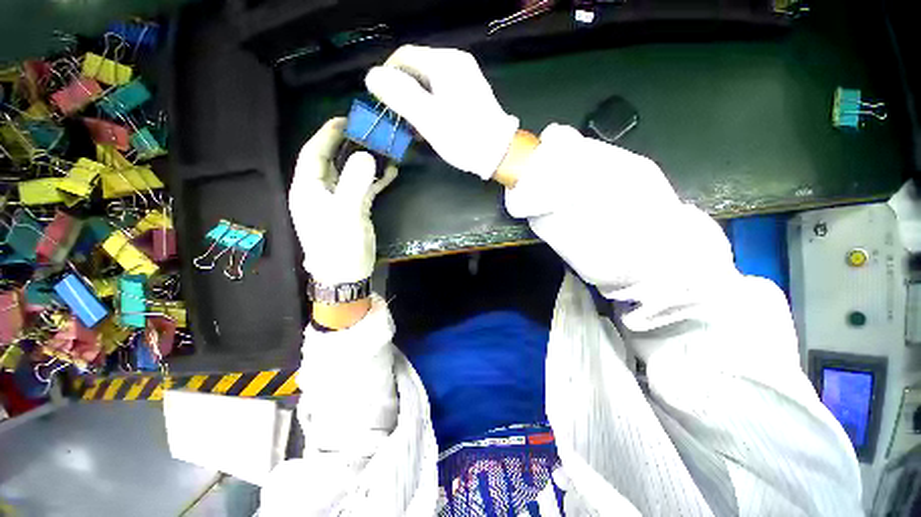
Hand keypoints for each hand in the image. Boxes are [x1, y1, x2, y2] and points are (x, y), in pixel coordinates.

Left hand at [288, 118, 396, 285]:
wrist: (346, 274)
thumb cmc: (339, 245)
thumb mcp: (345, 213)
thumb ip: (354, 183)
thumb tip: (366, 155)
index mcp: (309, 188)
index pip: (314, 153)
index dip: (327, 134)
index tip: (345, 119)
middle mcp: (321, 190)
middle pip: (332, 160)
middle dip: (348, 144)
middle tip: (368, 131)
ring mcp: (339, 200)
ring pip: (350, 173)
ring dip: (365, 161)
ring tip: (383, 148)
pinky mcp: (354, 209)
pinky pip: (364, 188)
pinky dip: (375, 179)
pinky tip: (390, 172)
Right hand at [365, 45, 518, 180]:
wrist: (498, 154)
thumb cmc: (463, 138)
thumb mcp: (429, 119)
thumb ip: (400, 95)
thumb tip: (372, 76)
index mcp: (445, 63)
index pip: (404, 56)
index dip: (388, 76)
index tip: (383, 102)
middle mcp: (456, 62)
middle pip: (417, 68)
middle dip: (403, 91)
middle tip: (399, 118)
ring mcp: (466, 76)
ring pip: (429, 81)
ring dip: (416, 100)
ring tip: (414, 125)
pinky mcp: (470, 92)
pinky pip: (442, 91)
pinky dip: (431, 104)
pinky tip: (430, 123)